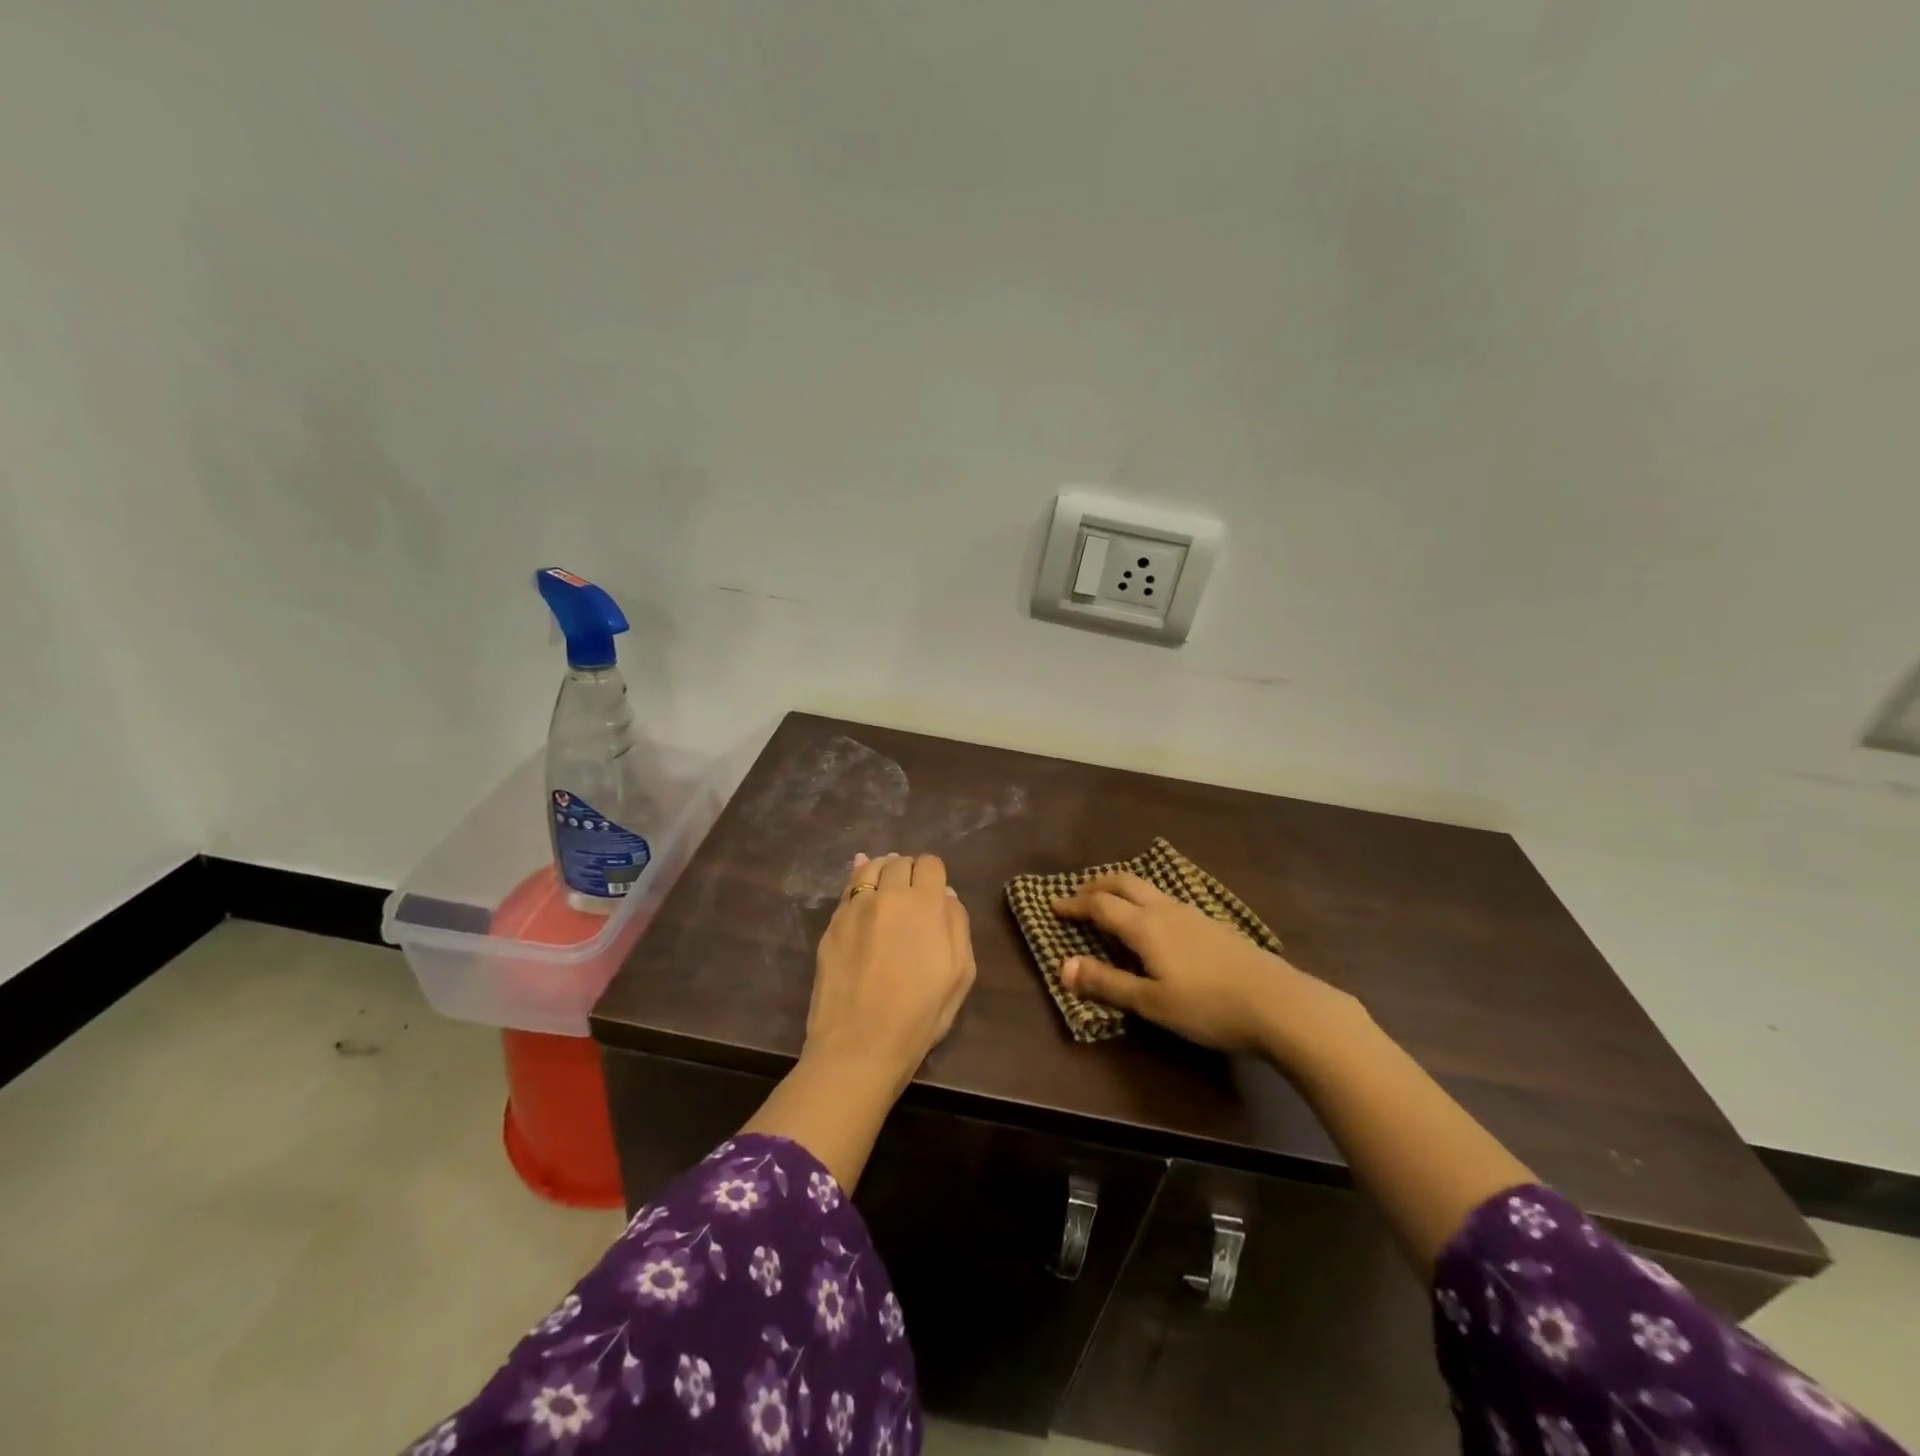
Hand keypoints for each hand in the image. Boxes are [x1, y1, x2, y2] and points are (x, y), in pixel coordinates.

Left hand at [805, 852, 977, 1094]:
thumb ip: (957, 926)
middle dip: (909, 873)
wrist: (859, 1046)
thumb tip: (946, 896)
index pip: (931, 864)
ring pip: (871, 867)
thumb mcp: (959, 975)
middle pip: (900, 862)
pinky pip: (847, 888)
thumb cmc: (919, 1016)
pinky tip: (862, 885)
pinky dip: (857, 880)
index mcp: (926, 905)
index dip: (934, 875)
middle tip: (912, 896)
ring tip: (886, 888)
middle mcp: (890, 895)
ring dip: (883, 871)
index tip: (933, 893)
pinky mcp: (832, 923)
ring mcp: (856, 907)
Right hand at [1052, 872, 1357, 1055]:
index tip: (1053, 905)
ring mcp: (1192, 912)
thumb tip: (1061, 966)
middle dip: (1096, 884)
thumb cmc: (1208, 1006)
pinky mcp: (1211, 923)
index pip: (1099, 905)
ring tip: (1110, 901)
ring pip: (1147, 887)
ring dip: (1121, 888)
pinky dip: (1144, 898)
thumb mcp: (1151, 1002)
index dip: (1074, 904)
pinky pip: (1166, 898)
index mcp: (1145, 926)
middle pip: (1123, 882)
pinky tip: (1154, 921)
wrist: (1278, 1003)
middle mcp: (1165, 909)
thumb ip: (1106, 983)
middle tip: (1077, 894)